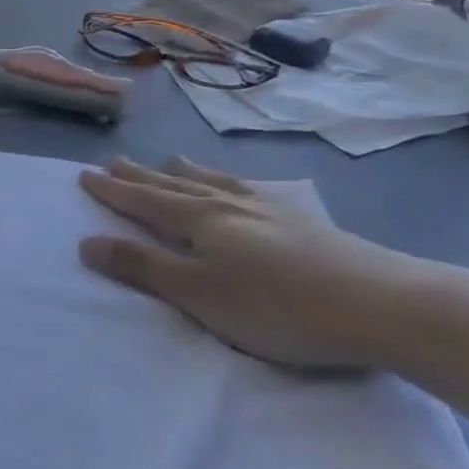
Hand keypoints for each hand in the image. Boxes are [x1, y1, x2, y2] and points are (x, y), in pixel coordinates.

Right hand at [77, 157, 433, 369]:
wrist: (383, 304)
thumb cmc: (278, 307)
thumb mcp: (199, 295)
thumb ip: (143, 268)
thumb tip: (87, 242)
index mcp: (200, 220)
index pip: (144, 201)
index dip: (113, 191)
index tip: (85, 175)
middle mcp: (229, 204)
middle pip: (174, 186)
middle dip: (140, 177)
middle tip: (114, 161)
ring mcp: (269, 208)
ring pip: (212, 182)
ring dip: (182, 173)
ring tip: (167, 161)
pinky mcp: (301, 220)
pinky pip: (248, 189)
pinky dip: (227, 181)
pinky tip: (239, 185)